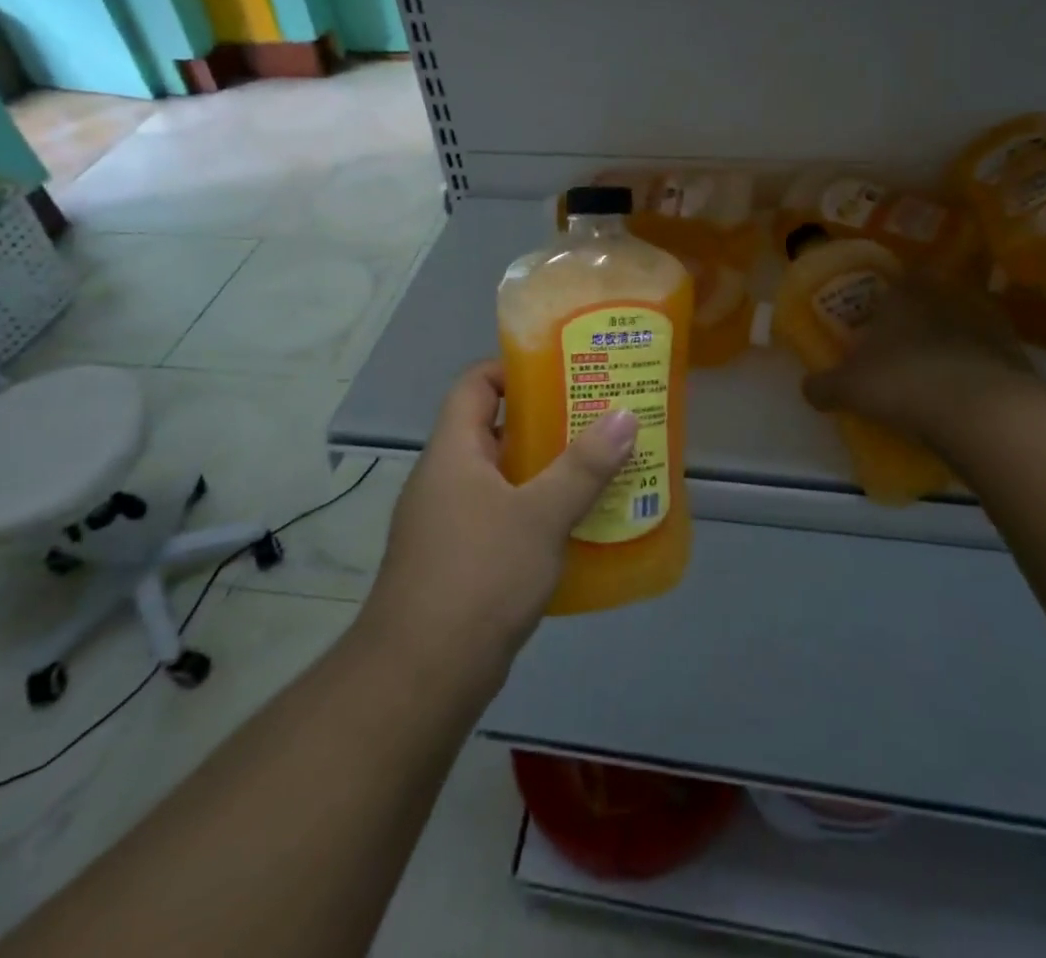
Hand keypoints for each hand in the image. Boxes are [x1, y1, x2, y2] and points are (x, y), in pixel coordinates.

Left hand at [362, 362, 636, 689]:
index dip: (515, 368)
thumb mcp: (540, 515)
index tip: (565, 371)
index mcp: (454, 450)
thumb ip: (584, 466)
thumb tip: (625, 415)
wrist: (421, 676)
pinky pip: (504, 515)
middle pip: (497, 427)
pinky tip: (579, 523)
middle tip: (600, 416)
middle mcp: (447, 476)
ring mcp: (450, 520)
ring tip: (602, 464)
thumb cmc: (479, 575)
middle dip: (548, 420)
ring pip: (505, 476)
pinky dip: (539, 510)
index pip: (476, 383)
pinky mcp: (461, 559)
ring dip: (549, 469)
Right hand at [802, 276, 1045, 448]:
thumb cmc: (902, 383)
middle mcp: (946, 297)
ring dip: (952, 343)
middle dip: (920, 320)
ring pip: (964, 325)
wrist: (981, 412)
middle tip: (905, 349)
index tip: (878, 319)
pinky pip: (990, 356)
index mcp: (903, 295)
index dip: (887, 298)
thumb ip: (823, 386)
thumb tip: (808, 388)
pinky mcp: (1016, 353)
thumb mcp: (847, 388)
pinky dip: (979, 369)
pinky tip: (966, 395)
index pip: (896, 280)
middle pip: (931, 300)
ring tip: (937, 375)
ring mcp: (987, 323)